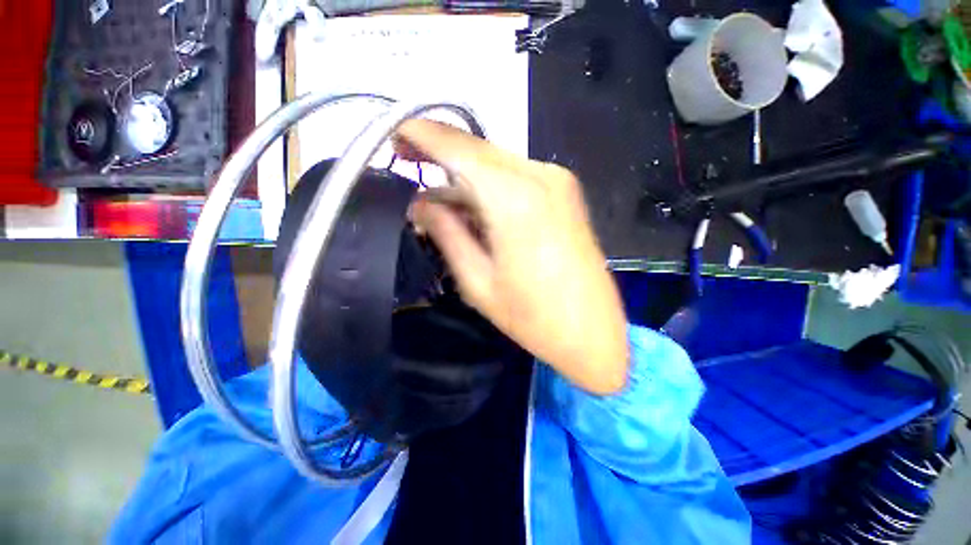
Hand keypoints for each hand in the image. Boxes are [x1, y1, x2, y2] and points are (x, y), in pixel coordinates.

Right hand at [395, 120, 628, 394]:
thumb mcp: (477, 280)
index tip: (394, 132)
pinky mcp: (564, 192)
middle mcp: (540, 176)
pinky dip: (488, 185)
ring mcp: (557, 181)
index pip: (459, 149)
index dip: (423, 134)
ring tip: (438, 199)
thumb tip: (420, 202)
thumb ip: (446, 232)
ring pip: (496, 163)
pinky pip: (515, 176)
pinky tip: (473, 206)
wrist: (592, 331)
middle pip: (478, 151)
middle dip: (441, 151)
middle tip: (407, 158)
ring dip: (464, 175)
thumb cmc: (532, 316)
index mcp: (514, 198)